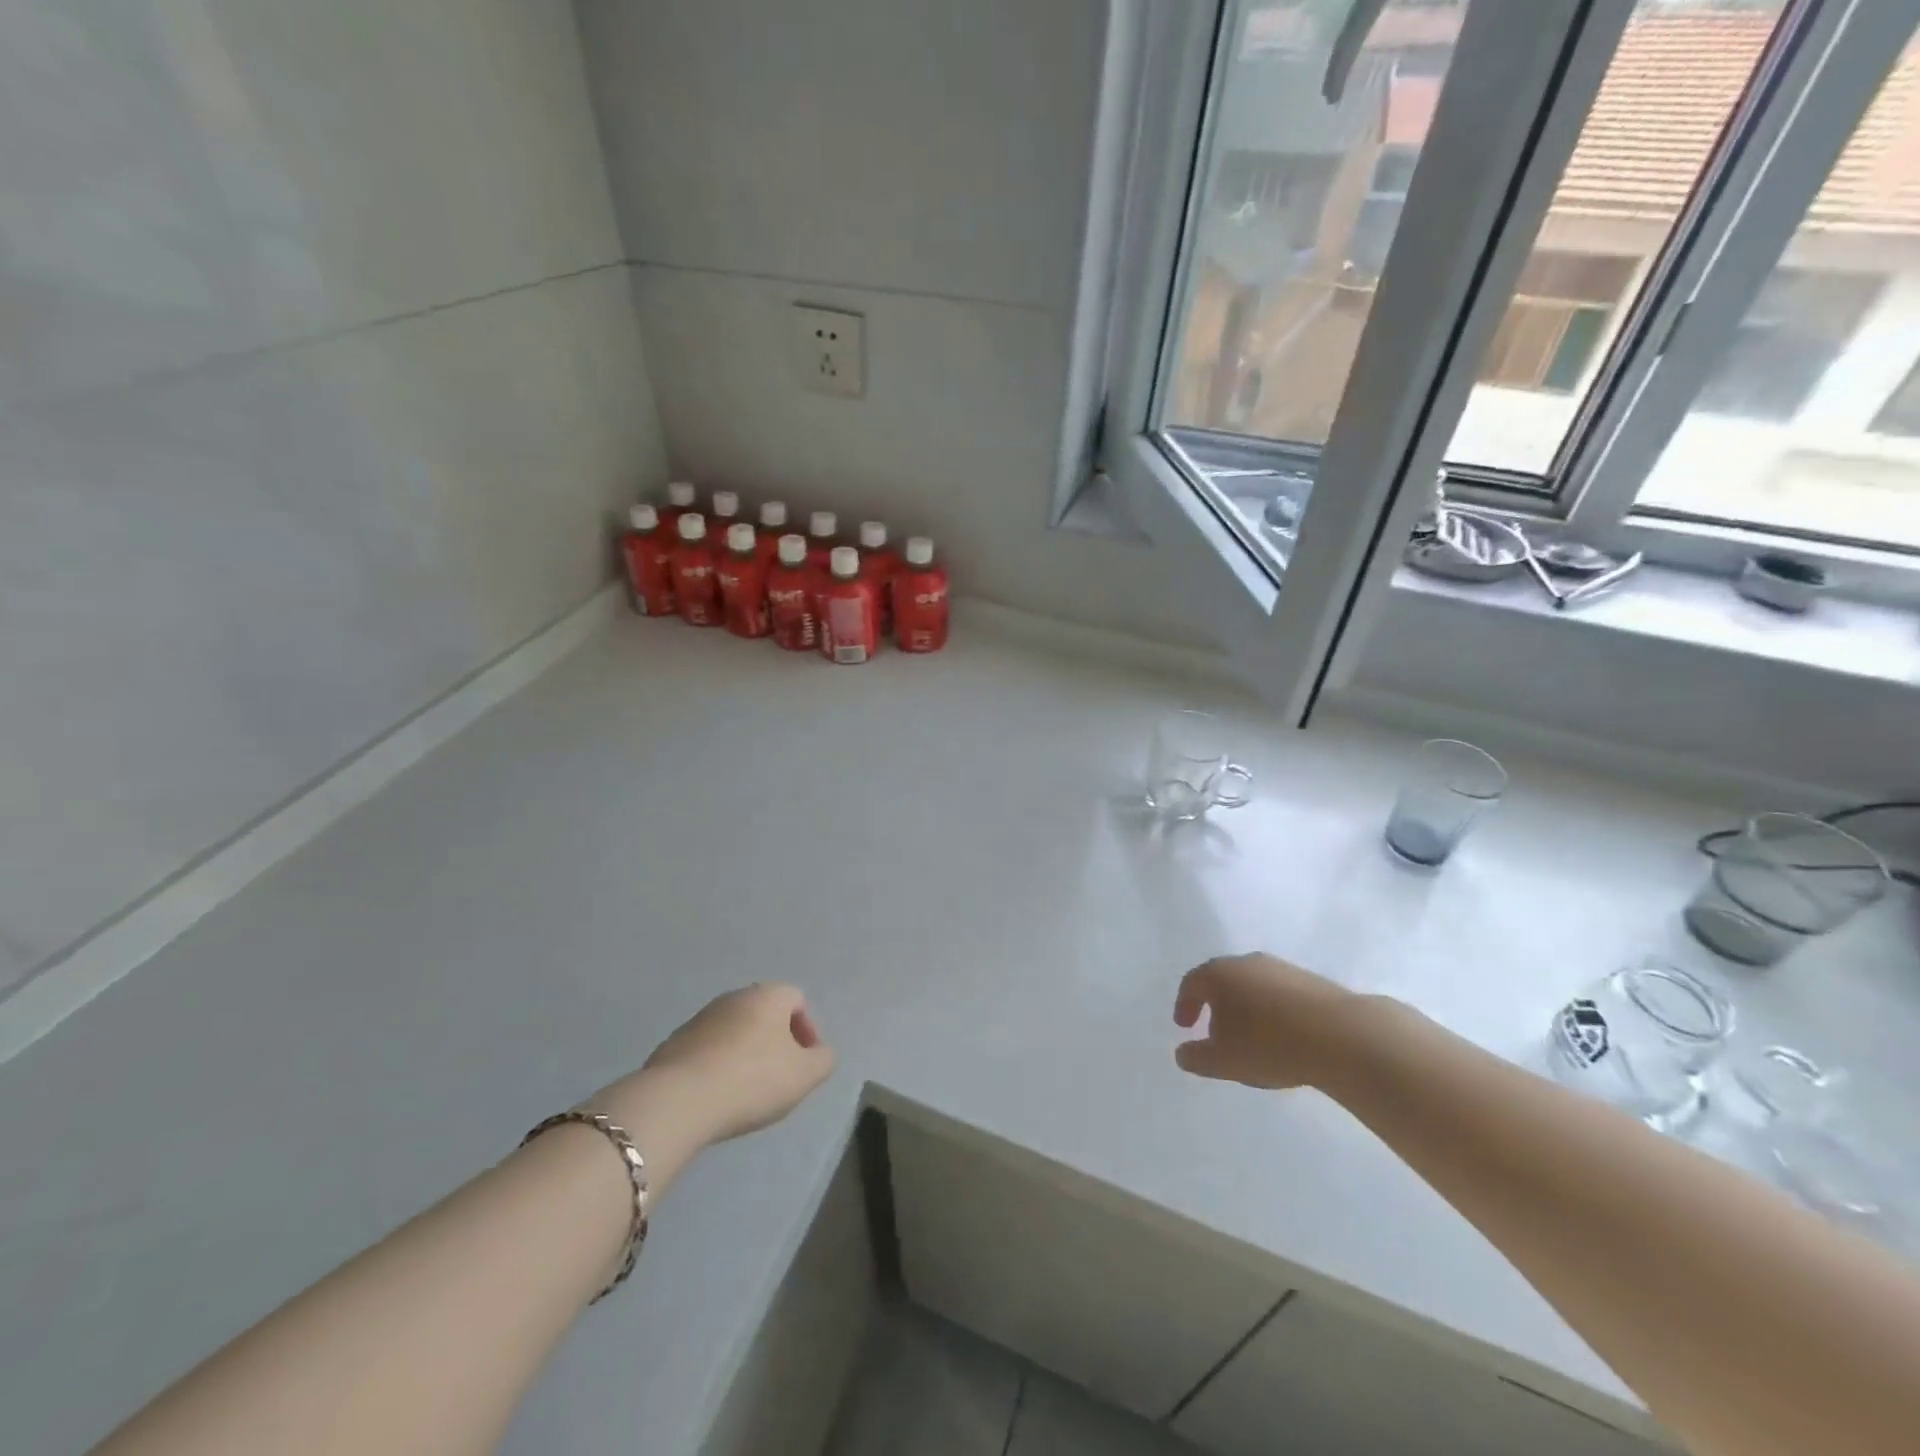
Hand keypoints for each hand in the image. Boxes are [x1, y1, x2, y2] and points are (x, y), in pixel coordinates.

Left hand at [610, 984, 836, 1147]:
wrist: (678, 1101)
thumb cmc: (752, 1080)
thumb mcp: (805, 1075)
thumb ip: (823, 1060)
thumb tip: (819, 1053)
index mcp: (767, 995)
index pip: (797, 999)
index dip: (807, 1031)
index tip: (804, 1064)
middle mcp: (734, 997)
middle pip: (764, 1014)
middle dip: (776, 1043)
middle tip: (779, 1079)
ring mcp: (700, 1019)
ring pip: (734, 1032)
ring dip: (745, 1055)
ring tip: (746, 1093)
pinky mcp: (673, 1044)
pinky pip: (707, 1051)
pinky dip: (717, 1067)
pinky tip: (717, 1097)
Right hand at [1173, 953, 1358, 1089]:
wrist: (1341, 1036)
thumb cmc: (1269, 1045)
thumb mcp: (1224, 1061)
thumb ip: (1197, 1057)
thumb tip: (1182, 1053)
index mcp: (1219, 974)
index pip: (1192, 983)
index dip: (1185, 1005)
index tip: (1184, 1026)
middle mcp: (1247, 963)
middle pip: (1223, 980)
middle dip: (1215, 1005)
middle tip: (1214, 1032)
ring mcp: (1282, 969)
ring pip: (1253, 985)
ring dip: (1246, 1008)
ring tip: (1251, 1039)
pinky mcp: (1312, 981)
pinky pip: (1280, 994)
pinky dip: (1273, 1012)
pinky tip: (1282, 1036)